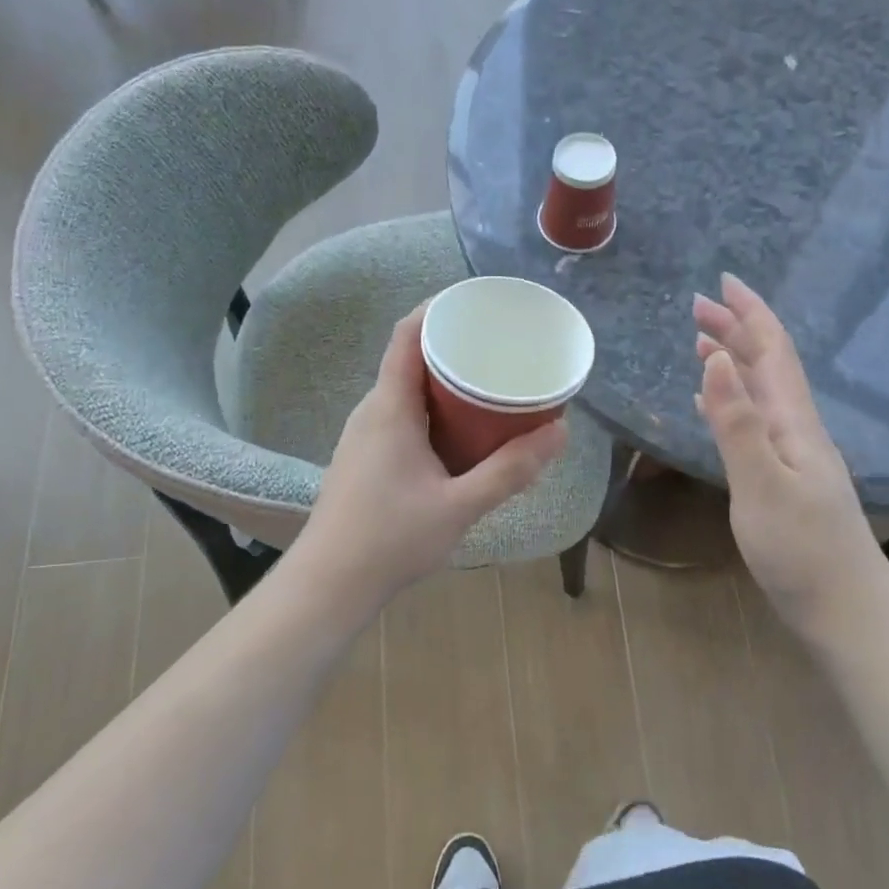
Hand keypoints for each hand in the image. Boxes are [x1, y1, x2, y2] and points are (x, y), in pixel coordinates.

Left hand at [298, 306, 567, 610]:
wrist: (329, 584)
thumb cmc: (391, 539)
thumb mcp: (460, 506)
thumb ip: (510, 470)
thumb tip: (560, 431)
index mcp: (390, 407)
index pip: (408, 334)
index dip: (439, 308)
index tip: (480, 303)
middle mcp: (373, 411)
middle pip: (411, 359)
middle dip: (456, 347)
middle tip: (501, 349)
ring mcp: (365, 435)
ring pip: (408, 391)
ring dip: (446, 383)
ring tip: (490, 385)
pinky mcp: (366, 457)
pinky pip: (403, 415)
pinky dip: (434, 410)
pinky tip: (462, 432)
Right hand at [693, 275, 882, 626]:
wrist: (845, 610)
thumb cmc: (801, 550)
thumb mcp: (761, 484)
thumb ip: (737, 422)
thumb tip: (718, 358)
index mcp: (794, 422)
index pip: (772, 352)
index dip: (750, 313)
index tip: (722, 282)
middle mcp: (798, 429)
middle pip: (767, 366)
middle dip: (736, 331)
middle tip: (697, 308)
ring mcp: (794, 455)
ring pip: (761, 393)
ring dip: (734, 362)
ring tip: (702, 344)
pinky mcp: (785, 479)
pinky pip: (756, 422)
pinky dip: (733, 401)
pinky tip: (717, 405)